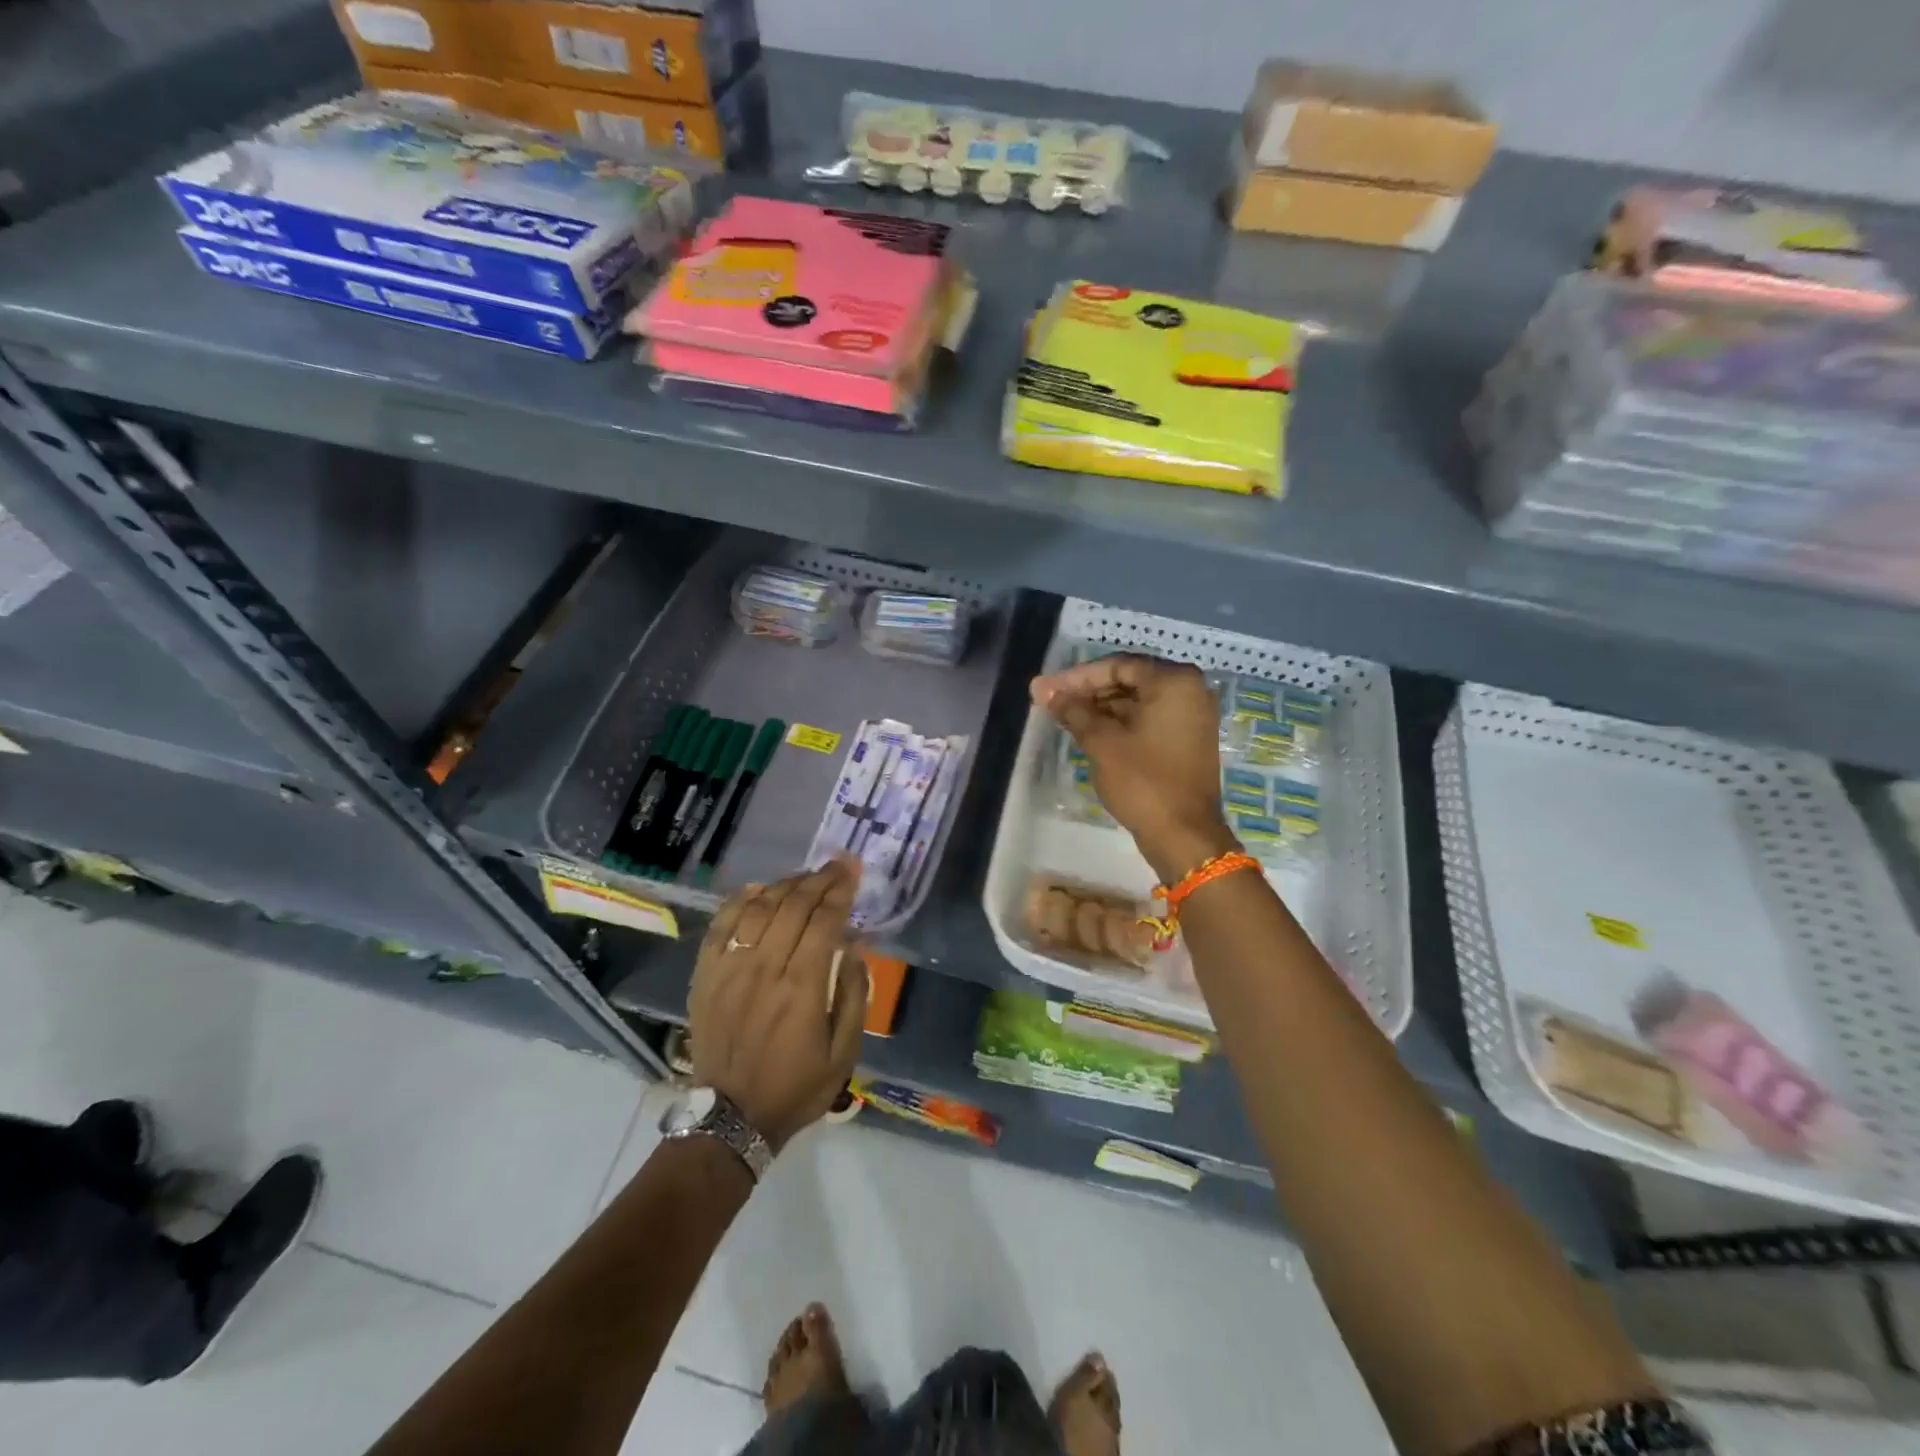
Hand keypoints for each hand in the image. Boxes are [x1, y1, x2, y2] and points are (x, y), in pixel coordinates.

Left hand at [688, 859, 868, 1151]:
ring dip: (786, 885)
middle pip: (793, 905)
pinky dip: (740, 901)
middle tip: (837, 864)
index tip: (854, 869)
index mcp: (803, 987)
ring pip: (759, 908)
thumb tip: (855, 949)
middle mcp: (765, 968)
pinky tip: (758, 889)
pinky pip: (722, 925)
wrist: (730, 1118)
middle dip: (820, 878)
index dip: (841, 889)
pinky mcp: (706, 976)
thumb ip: (855, 997)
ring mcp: (730, 969)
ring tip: (805, 876)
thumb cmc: (796, 1087)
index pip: (824, 920)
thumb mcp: (844, 1053)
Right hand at [1031, 654, 1236, 881]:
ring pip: (1138, 700)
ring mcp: (1192, 715)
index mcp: (1174, 681)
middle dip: (1088, 691)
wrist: (1183, 835)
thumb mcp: (1102, 742)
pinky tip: (1090, 731)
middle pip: (1129, 680)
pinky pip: (1149, 718)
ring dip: (1102, 707)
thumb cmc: (1143, 781)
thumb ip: (1072, 710)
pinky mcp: (1188, 738)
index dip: (1077, 677)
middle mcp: (1190, 690)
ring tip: (1064, 717)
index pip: (1117, 666)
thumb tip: (1042, 688)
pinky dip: (1120, 722)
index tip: (1046, 689)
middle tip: (1051, 702)